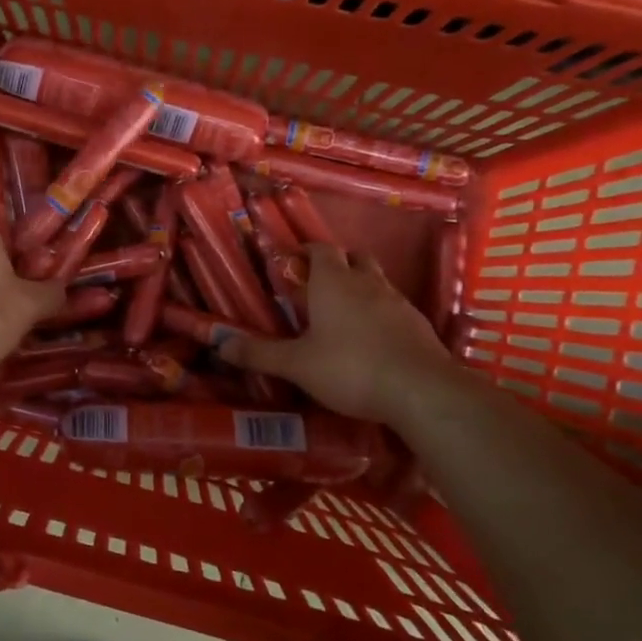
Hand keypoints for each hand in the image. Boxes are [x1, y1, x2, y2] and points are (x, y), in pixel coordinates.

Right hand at [219, 245, 460, 426]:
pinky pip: (393, 308)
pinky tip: (371, 340)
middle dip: (336, 265)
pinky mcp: (418, 325)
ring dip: (359, 289)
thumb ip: (258, 353)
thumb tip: (219, 344)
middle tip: (316, 286)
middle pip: (353, 258)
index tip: (290, 264)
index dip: (305, 252)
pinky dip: (379, 314)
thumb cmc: (350, 368)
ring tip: (341, 315)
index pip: (320, 249)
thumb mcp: (296, 364)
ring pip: (376, 281)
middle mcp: (367, 283)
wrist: (422, 391)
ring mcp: (398, 302)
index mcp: (333, 282)